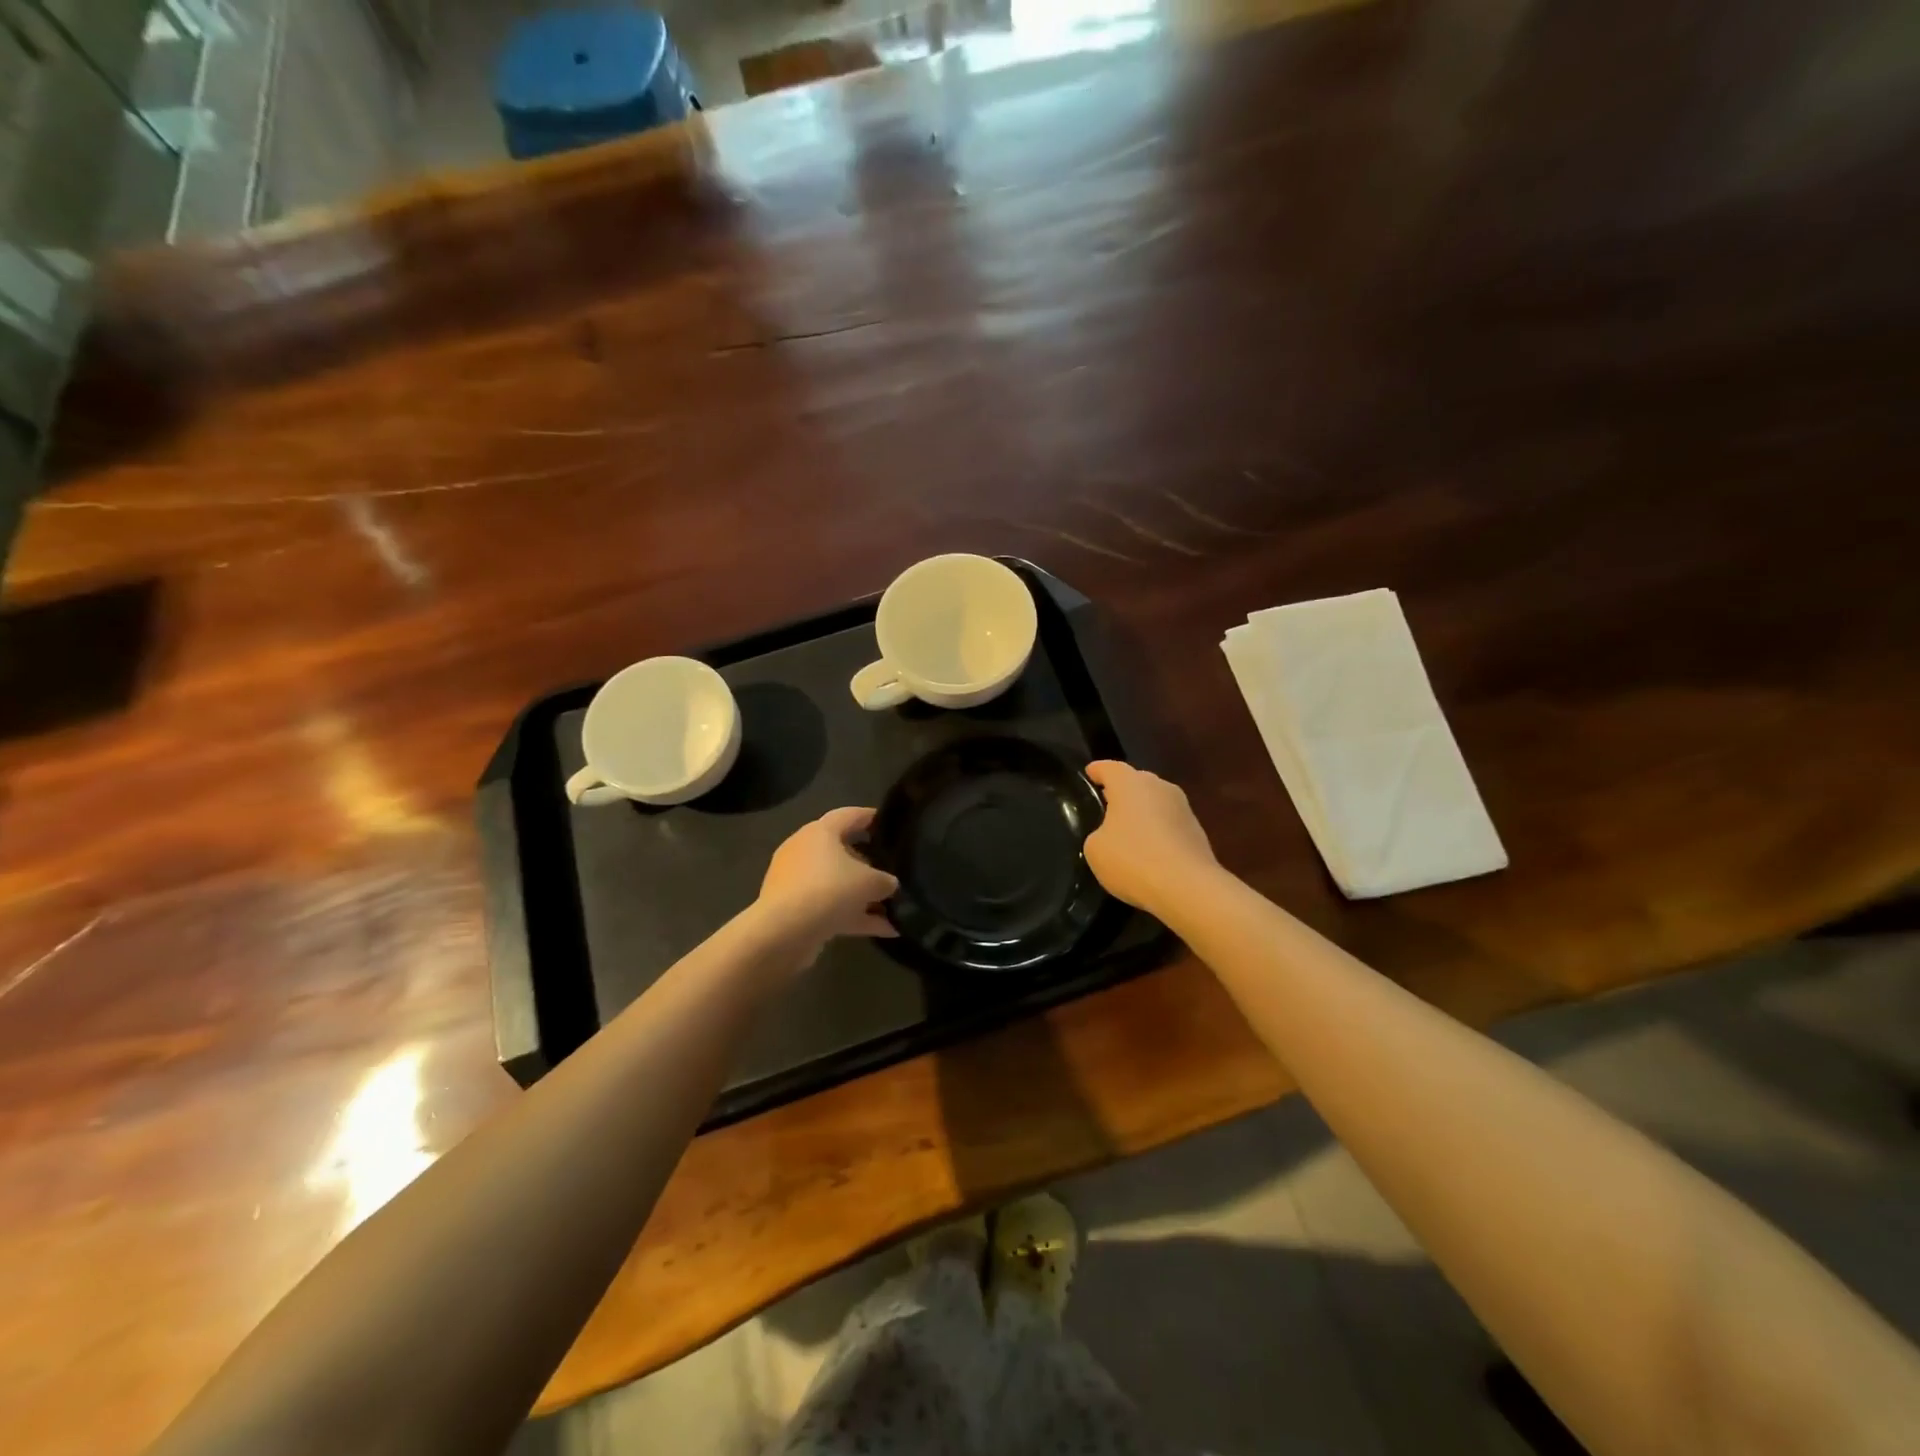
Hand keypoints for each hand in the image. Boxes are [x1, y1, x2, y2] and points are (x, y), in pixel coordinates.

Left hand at [758, 807, 898, 946]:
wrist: (783, 933)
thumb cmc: (829, 890)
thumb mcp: (870, 882)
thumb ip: (885, 880)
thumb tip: (889, 884)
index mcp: (820, 832)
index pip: (849, 815)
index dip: (871, 817)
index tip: (889, 823)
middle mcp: (805, 851)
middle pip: (842, 851)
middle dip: (869, 863)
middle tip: (892, 870)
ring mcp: (797, 882)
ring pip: (836, 883)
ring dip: (863, 896)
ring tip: (894, 907)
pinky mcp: (794, 909)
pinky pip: (830, 907)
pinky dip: (854, 916)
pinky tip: (884, 930)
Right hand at [1083, 761, 1217, 912]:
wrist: (1188, 887)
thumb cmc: (1133, 859)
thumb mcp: (1095, 849)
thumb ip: (1098, 834)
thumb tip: (1111, 835)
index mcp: (1130, 783)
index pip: (1109, 768)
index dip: (1097, 771)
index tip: (1089, 774)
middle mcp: (1159, 787)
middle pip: (1136, 782)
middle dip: (1121, 792)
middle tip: (1106, 805)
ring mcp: (1183, 808)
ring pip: (1155, 803)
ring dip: (1142, 813)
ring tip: (1127, 832)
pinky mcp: (1197, 831)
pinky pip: (1169, 824)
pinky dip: (1157, 833)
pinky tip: (1148, 852)